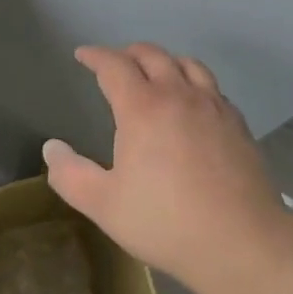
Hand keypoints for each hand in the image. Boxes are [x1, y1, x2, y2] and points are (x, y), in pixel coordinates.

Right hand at [46, 43, 287, 293]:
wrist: (240, 240)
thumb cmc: (165, 222)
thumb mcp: (105, 205)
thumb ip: (71, 175)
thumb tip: (52, 147)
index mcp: (142, 108)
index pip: (114, 66)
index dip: (96, 56)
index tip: (83, 55)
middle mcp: (178, 94)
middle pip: (152, 55)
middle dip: (129, 53)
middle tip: (116, 62)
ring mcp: (212, 106)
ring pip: (188, 64)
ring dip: (166, 61)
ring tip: (157, 72)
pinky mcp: (237, 122)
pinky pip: (212, 87)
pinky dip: (194, 82)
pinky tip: (194, 103)